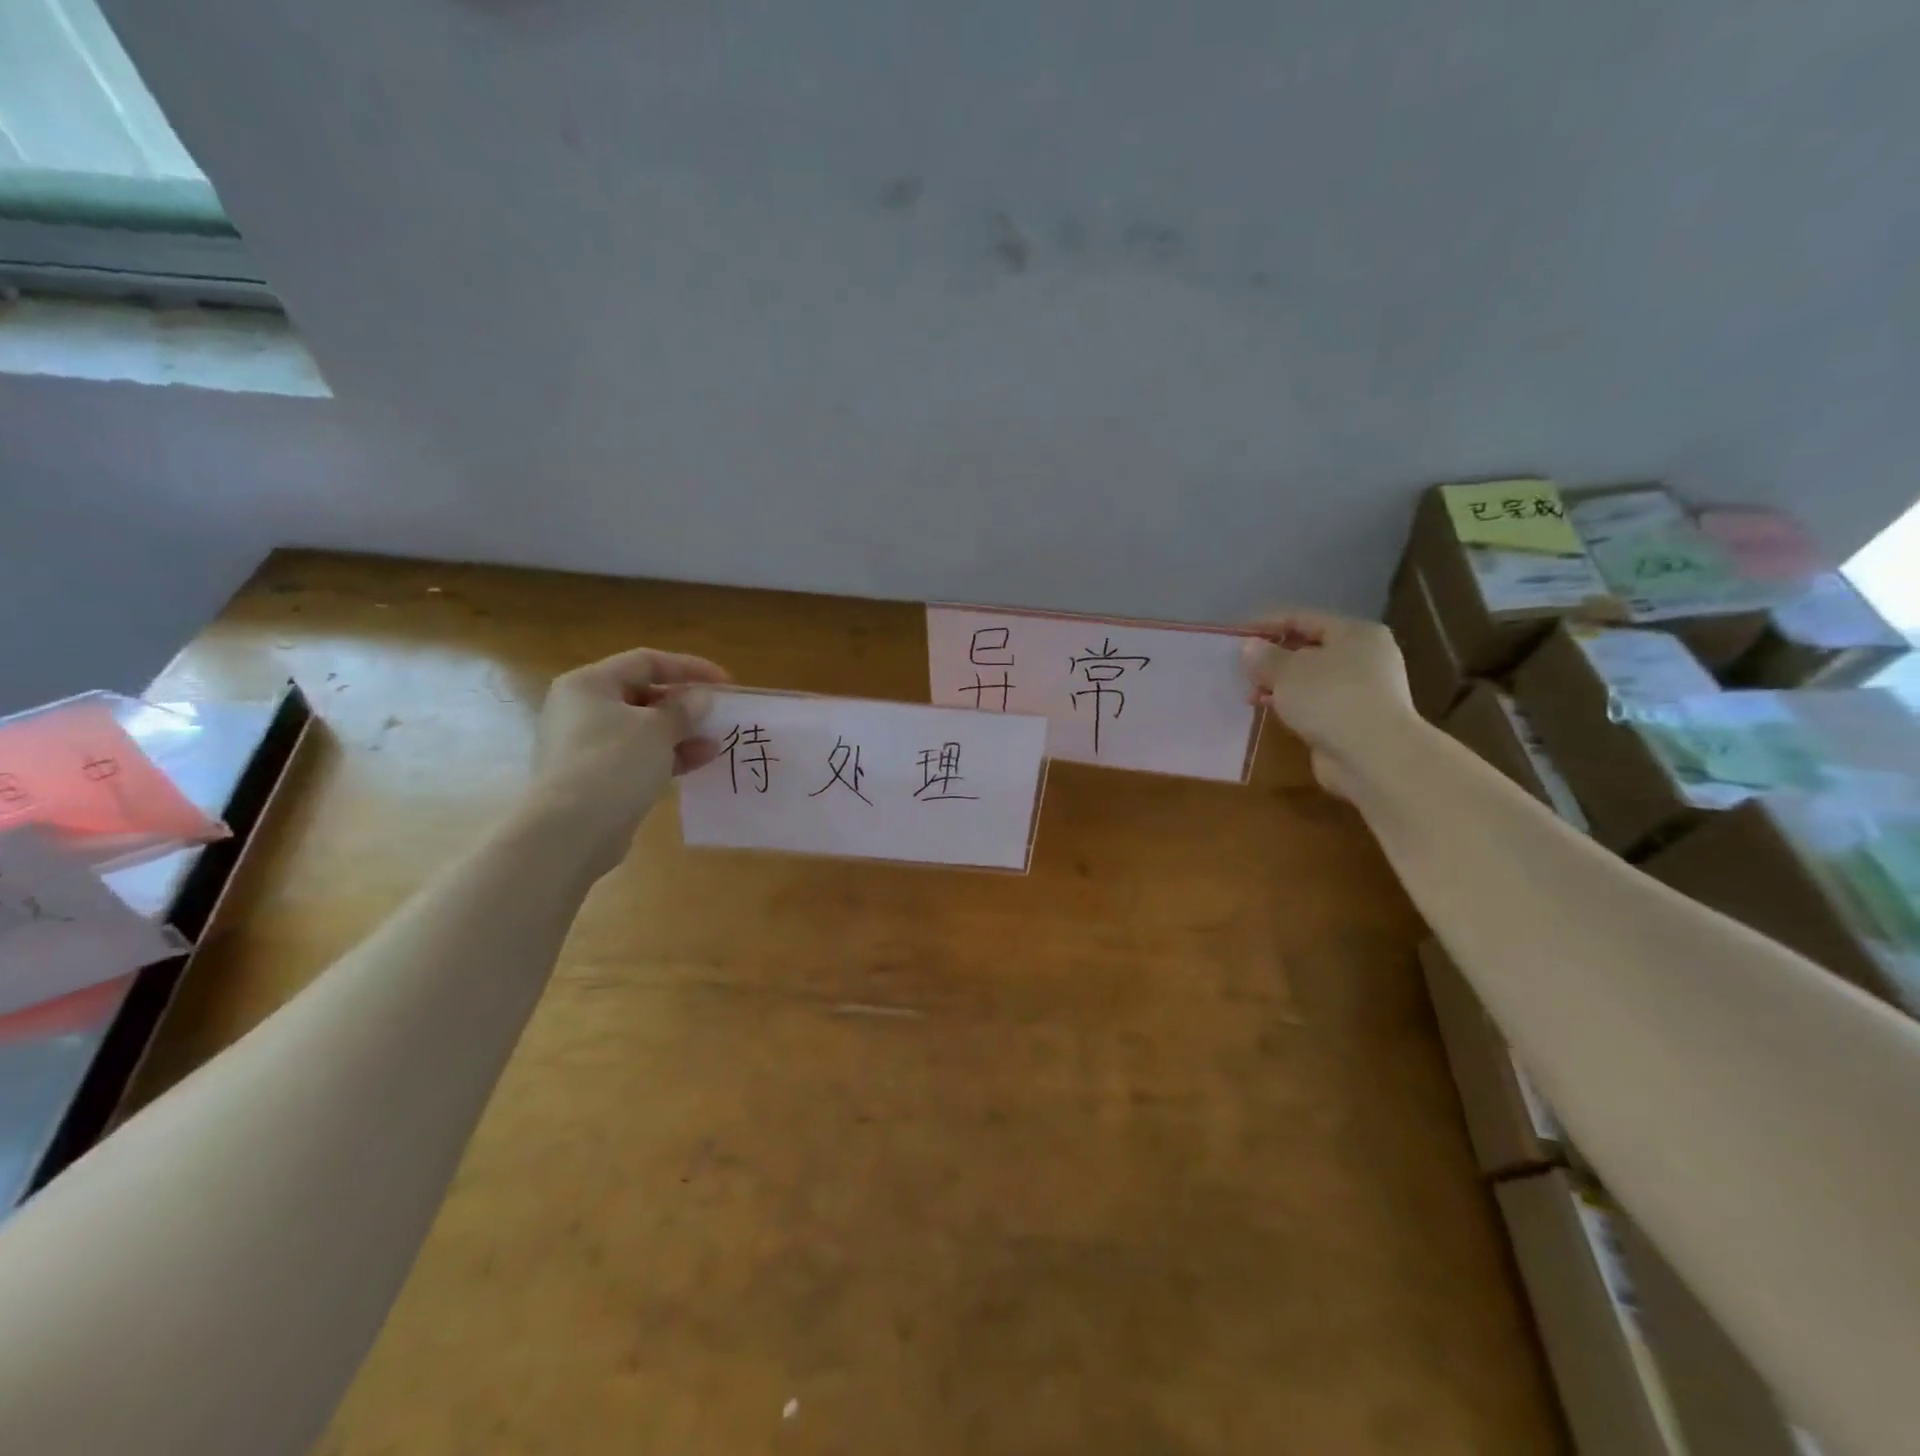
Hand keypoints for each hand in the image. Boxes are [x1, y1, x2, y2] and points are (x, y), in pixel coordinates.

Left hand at [529, 647, 730, 871]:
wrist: (569, 830)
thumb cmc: (612, 764)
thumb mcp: (657, 729)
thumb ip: (683, 710)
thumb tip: (701, 699)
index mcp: (589, 684)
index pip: (646, 662)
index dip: (689, 667)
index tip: (724, 684)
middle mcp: (582, 709)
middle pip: (643, 695)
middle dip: (684, 704)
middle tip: (718, 714)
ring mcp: (586, 745)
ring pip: (643, 729)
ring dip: (681, 733)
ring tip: (716, 742)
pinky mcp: (595, 777)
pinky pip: (638, 757)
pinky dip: (667, 756)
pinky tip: (698, 762)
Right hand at [1241, 610, 1414, 795]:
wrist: (1374, 756)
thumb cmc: (1330, 699)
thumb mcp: (1287, 671)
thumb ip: (1264, 657)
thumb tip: (1249, 647)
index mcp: (1354, 633)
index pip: (1302, 618)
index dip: (1266, 624)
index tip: (1235, 636)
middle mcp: (1364, 657)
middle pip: (1308, 648)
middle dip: (1272, 658)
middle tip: (1241, 669)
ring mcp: (1362, 690)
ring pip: (1311, 679)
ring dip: (1279, 684)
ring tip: (1250, 694)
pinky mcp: (1354, 720)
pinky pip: (1315, 703)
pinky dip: (1292, 704)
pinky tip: (1269, 711)